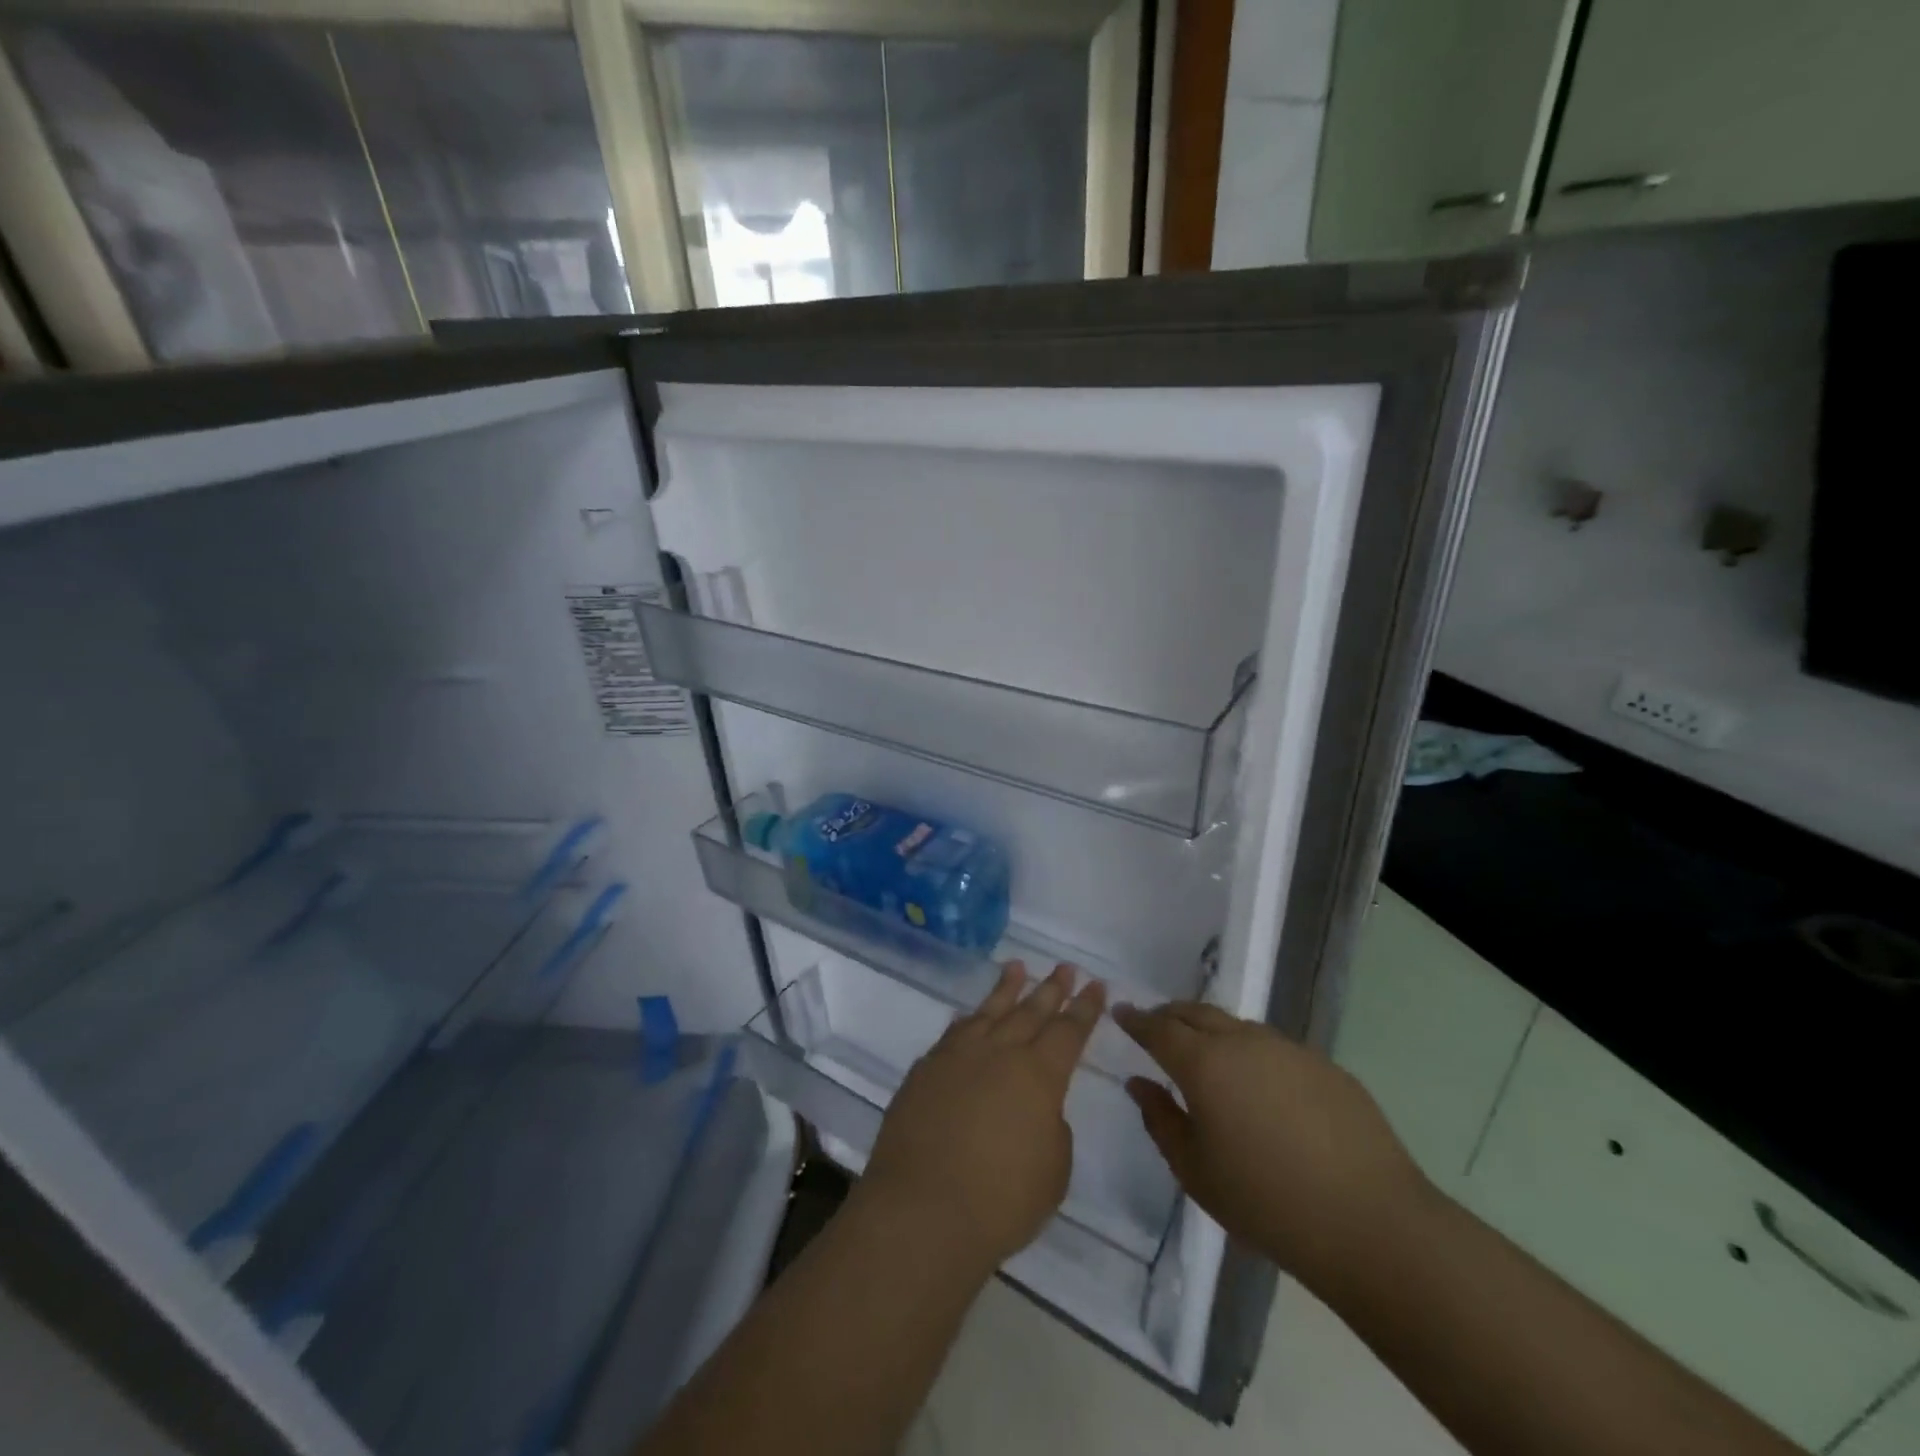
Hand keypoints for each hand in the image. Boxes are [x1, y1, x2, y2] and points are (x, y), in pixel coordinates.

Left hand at [858, 962, 1102, 1277]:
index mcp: (1039, 1074)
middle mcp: (999, 1052)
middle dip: (1051, 988)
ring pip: (988, 1011)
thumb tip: (1036, 1109)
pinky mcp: (925, 1070)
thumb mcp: (1053, 1170)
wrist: (923, 1209)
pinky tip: (970, 1016)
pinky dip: (967, 1021)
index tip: (1095, 984)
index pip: (1069, 1031)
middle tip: (1064, 967)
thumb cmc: (1001, 1200)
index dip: (1085, 1008)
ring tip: (1016, 967)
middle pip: (1031, 1011)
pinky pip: (953, 1034)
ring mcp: (957, 1056)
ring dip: (1006, 988)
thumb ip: (1051, 1128)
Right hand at [1113, 1001, 1430, 1291]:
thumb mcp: (1196, 1172)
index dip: (1136, 1020)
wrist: (1372, 1223)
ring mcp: (1288, 1049)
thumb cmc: (1267, 1203)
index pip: (1159, 1029)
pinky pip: (1273, 1048)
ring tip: (1206, 1054)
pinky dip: (1251, 1053)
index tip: (1120, 1011)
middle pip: (1196, 1013)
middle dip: (1171, 1015)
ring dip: (1212, 1031)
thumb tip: (1139, 1083)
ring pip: (1237, 1026)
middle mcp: (1243, 1042)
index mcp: (1204, 1064)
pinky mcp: (1324, 1066)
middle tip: (1156, 1025)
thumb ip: (1160, 1120)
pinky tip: (1260, 1087)